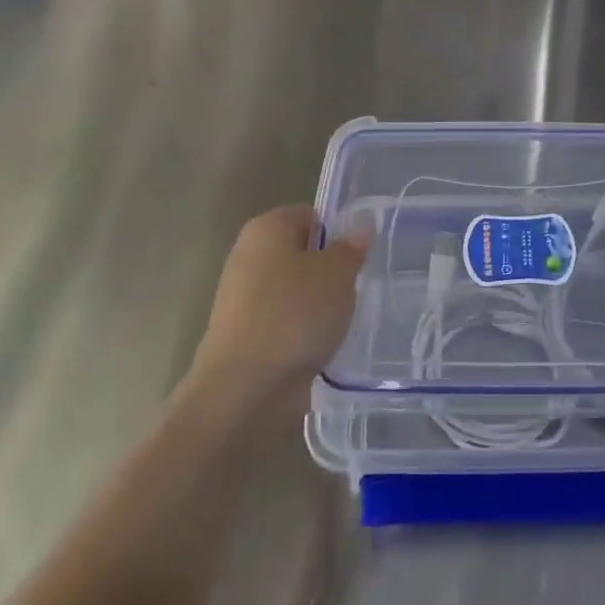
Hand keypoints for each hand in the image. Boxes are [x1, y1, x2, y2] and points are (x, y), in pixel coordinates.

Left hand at [189, 205, 367, 417]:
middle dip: (330, 270)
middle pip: (302, 253)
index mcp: (267, 228)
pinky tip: (322, 346)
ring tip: (343, 322)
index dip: (338, 233)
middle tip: (356, 289)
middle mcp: (248, 256)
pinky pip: (285, 322)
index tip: (360, 258)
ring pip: (295, 290)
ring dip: (319, 304)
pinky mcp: (245, 335)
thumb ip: (351, 246)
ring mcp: (243, 298)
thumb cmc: (294, 315)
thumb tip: (360, 225)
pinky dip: (303, 332)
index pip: (311, 215)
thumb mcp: (338, 274)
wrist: (244, 390)